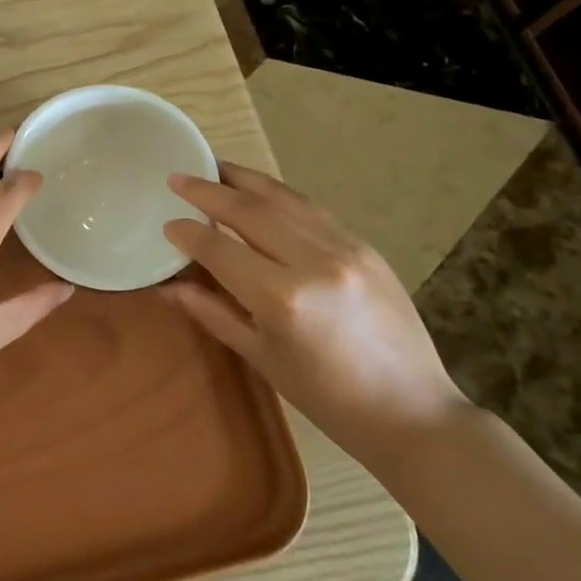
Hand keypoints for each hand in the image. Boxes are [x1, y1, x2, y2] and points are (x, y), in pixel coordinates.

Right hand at [161, 162, 468, 466]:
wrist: (413, 414)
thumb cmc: (328, 400)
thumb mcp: (262, 358)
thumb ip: (213, 313)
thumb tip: (169, 285)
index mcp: (282, 299)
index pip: (220, 250)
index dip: (188, 234)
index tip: (168, 223)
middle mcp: (313, 262)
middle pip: (249, 210)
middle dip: (208, 190)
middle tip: (178, 177)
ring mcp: (345, 248)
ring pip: (282, 198)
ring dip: (243, 179)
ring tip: (213, 166)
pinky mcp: (365, 246)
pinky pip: (311, 210)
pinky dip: (279, 195)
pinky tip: (259, 190)